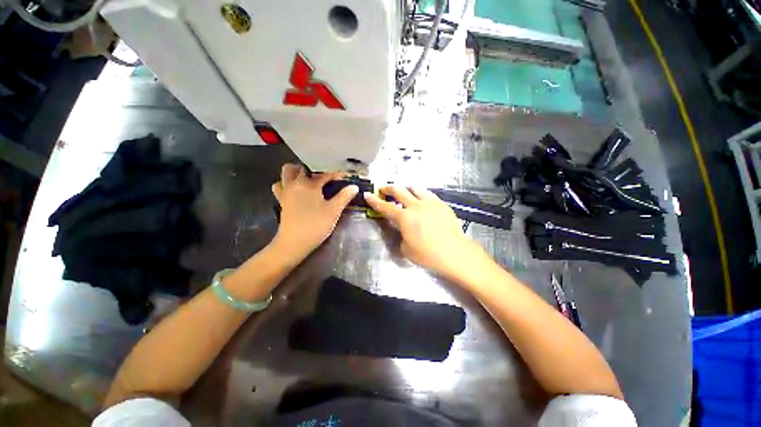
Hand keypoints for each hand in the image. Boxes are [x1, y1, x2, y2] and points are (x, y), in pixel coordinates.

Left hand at [271, 164, 357, 260]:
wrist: (294, 242)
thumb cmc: (316, 225)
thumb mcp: (333, 211)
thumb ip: (344, 197)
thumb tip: (354, 187)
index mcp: (309, 185)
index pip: (324, 175)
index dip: (335, 174)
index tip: (344, 176)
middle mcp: (295, 184)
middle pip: (300, 168)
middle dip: (313, 170)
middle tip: (323, 178)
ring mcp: (285, 192)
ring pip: (286, 174)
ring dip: (295, 173)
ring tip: (307, 180)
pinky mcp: (281, 201)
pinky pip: (280, 185)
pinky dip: (286, 184)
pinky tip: (296, 191)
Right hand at [364, 187, 482, 279]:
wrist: (454, 253)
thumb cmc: (428, 254)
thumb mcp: (406, 248)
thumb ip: (402, 235)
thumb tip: (404, 229)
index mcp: (405, 218)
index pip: (385, 207)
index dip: (375, 200)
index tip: (368, 194)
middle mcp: (416, 206)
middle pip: (399, 191)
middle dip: (389, 188)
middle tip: (383, 189)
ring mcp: (430, 203)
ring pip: (415, 188)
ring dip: (406, 188)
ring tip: (404, 191)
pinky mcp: (441, 204)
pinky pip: (428, 194)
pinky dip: (421, 194)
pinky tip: (421, 199)